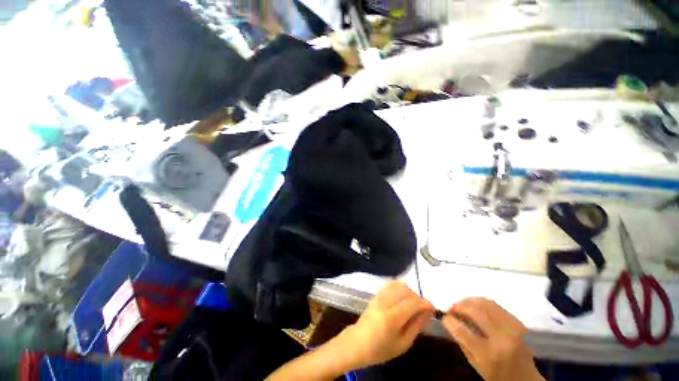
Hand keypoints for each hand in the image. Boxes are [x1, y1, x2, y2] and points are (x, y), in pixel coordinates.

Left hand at [340, 281, 433, 368]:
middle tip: (422, 309)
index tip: (432, 308)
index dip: (424, 303)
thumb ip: (416, 326)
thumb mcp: (403, 344)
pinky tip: (402, 298)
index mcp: (391, 318)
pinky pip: (390, 284)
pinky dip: (399, 288)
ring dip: (409, 292)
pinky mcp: (375, 294)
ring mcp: (378, 296)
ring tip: (412, 304)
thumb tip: (427, 312)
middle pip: (405, 290)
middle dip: (417, 297)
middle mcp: (384, 303)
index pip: (411, 303)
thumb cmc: (380, 349)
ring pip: (397, 284)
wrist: (357, 343)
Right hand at [442, 298, 543, 380]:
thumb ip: (461, 342)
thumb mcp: (475, 364)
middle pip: (474, 312)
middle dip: (458, 306)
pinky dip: (480, 302)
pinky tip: (474, 306)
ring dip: (468, 301)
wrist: (525, 378)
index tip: (443, 316)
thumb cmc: (496, 375)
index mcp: (488, 354)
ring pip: (484, 303)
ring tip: (461, 305)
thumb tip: (448, 320)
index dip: (449, 320)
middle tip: (451, 308)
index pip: (462, 331)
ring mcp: (512, 328)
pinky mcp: (517, 321)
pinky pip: (494, 304)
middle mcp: (501, 338)